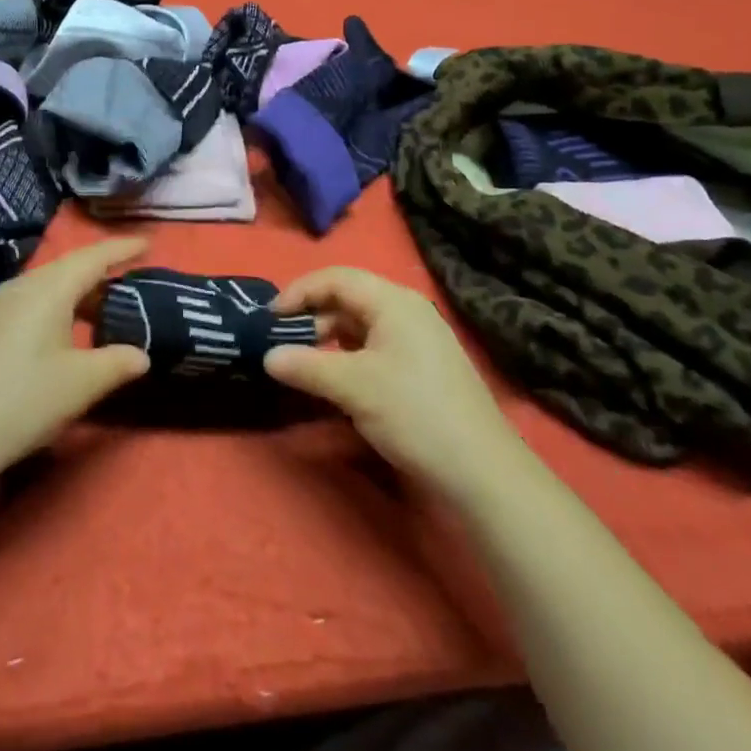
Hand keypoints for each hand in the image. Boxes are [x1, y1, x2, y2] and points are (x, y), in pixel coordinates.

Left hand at [0, 238, 151, 487]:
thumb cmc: (22, 402)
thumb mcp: (80, 385)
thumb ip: (117, 363)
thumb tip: (141, 355)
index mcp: (48, 289)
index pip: (94, 257)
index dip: (123, 248)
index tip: (148, 242)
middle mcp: (21, 286)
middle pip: (68, 267)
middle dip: (101, 271)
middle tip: (131, 280)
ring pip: (47, 285)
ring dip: (77, 292)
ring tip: (101, 310)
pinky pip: (29, 301)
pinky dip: (55, 306)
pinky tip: (60, 333)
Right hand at [265, 267, 512, 492]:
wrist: (482, 472)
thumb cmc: (414, 413)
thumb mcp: (352, 387)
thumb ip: (305, 366)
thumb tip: (267, 357)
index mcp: (394, 302)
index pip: (336, 278)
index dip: (299, 292)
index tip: (270, 317)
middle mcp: (408, 311)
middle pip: (349, 298)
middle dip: (313, 316)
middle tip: (285, 343)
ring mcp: (420, 340)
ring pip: (362, 325)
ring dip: (330, 339)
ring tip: (306, 364)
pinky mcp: (424, 368)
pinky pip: (376, 347)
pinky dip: (350, 356)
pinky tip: (338, 381)